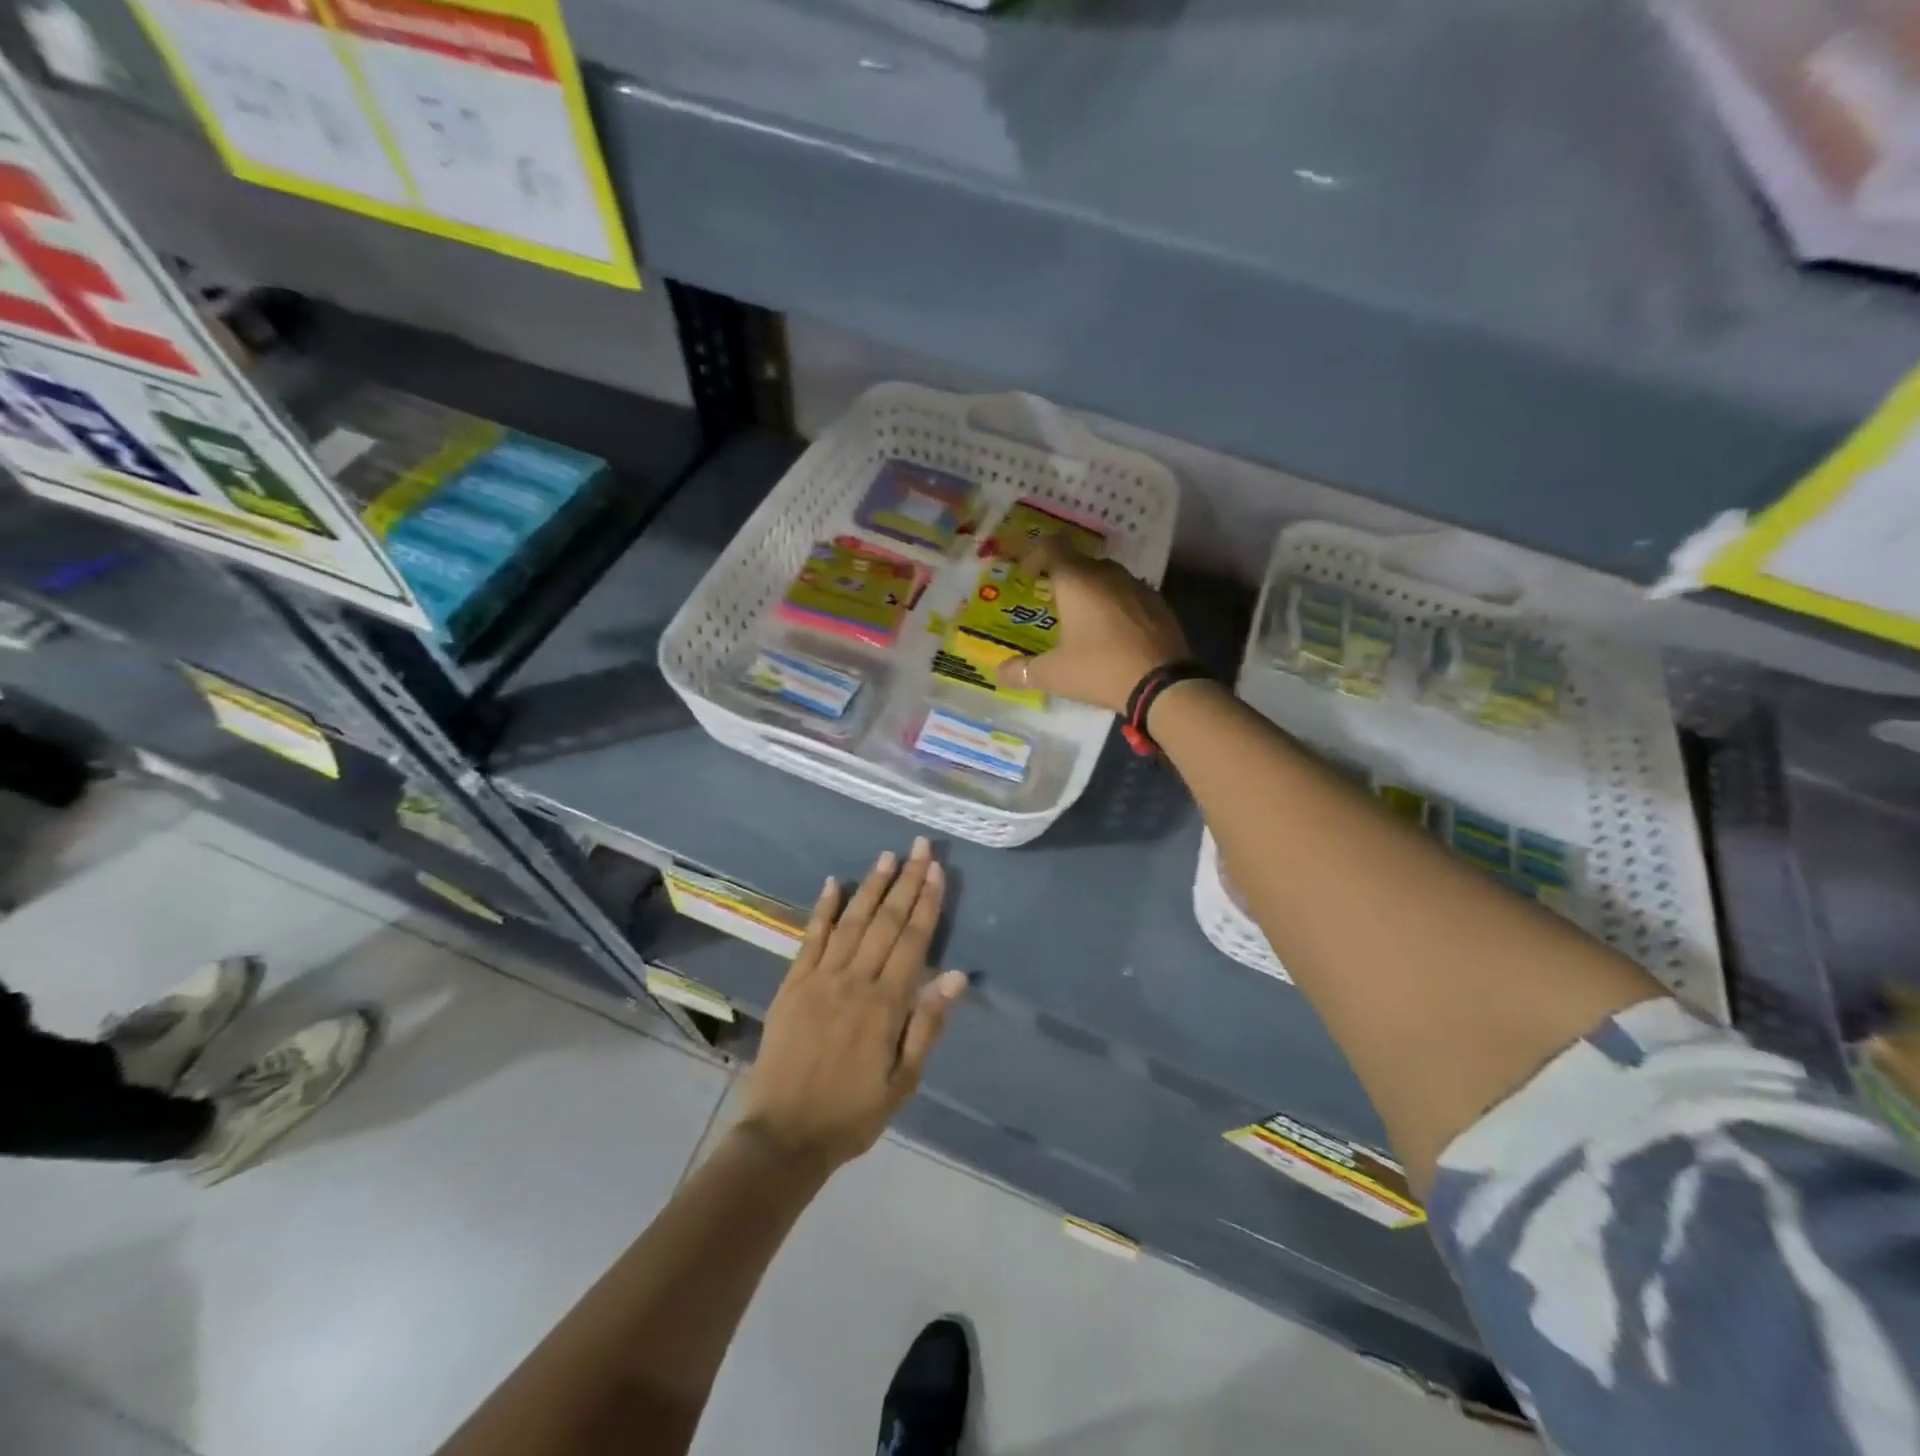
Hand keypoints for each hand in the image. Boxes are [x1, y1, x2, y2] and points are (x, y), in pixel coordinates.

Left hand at [740, 837, 967, 1171]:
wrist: (785, 1135)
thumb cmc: (852, 1113)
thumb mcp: (903, 1082)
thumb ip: (927, 1025)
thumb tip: (957, 976)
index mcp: (886, 1005)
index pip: (913, 941)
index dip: (927, 903)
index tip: (937, 870)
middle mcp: (855, 981)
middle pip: (886, 921)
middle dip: (906, 881)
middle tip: (919, 847)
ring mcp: (820, 978)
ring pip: (852, 922)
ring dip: (871, 886)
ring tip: (887, 856)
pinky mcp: (793, 984)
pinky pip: (810, 938)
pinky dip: (823, 909)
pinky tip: (833, 883)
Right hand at [994, 537, 1189, 712]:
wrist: (1163, 683)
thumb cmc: (1100, 669)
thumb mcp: (1054, 674)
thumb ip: (1023, 671)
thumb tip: (998, 672)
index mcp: (1077, 581)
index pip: (1053, 546)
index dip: (1036, 555)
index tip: (1028, 576)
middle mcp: (1107, 574)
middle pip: (1081, 562)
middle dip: (1064, 578)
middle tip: (1054, 605)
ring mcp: (1138, 586)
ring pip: (1108, 578)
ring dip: (1093, 592)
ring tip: (1084, 621)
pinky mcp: (1159, 604)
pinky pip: (1130, 596)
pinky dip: (1117, 606)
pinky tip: (1115, 634)